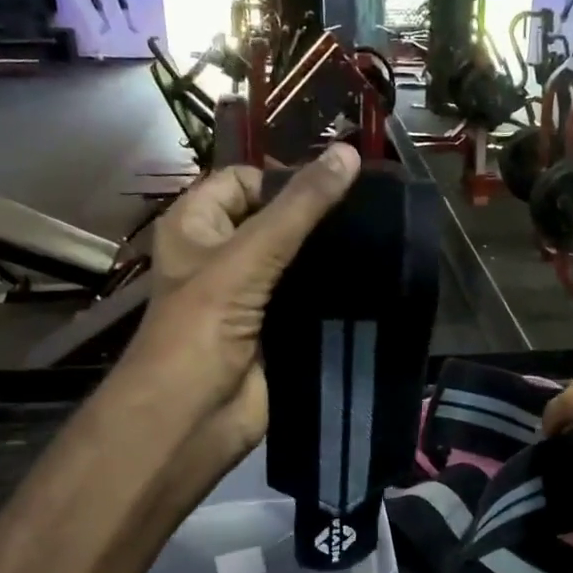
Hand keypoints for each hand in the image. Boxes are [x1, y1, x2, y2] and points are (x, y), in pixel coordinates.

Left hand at [111, 144, 361, 507]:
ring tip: (380, 242)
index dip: (285, 177)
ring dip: (330, 257)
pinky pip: (309, 301)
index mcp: (196, 226)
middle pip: (275, 220)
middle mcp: (221, 256)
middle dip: (316, 217)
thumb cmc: (201, 327)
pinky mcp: (277, 331)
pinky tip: (372, 283)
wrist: (192, 418)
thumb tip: (349, 153)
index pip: (244, 180)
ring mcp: (251, 296)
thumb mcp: (248, 256)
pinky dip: (334, 293)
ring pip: (296, 262)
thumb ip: (300, 208)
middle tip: (370, 214)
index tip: (338, 185)